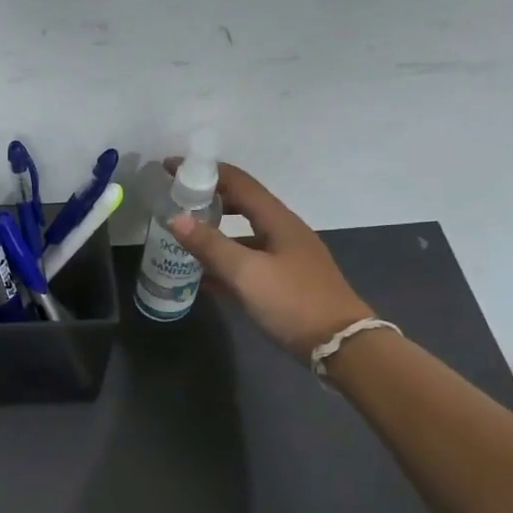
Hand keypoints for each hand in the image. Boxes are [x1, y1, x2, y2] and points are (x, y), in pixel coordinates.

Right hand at [163, 158, 372, 356]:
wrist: (340, 345)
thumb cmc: (293, 302)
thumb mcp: (246, 273)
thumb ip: (210, 245)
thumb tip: (175, 217)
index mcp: (278, 220)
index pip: (238, 182)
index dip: (205, 172)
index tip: (172, 168)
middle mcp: (284, 231)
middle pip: (242, 204)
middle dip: (209, 198)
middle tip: (176, 200)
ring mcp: (287, 256)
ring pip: (244, 234)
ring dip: (215, 230)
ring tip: (184, 235)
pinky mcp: (285, 280)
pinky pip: (249, 260)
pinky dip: (225, 259)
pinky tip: (204, 274)